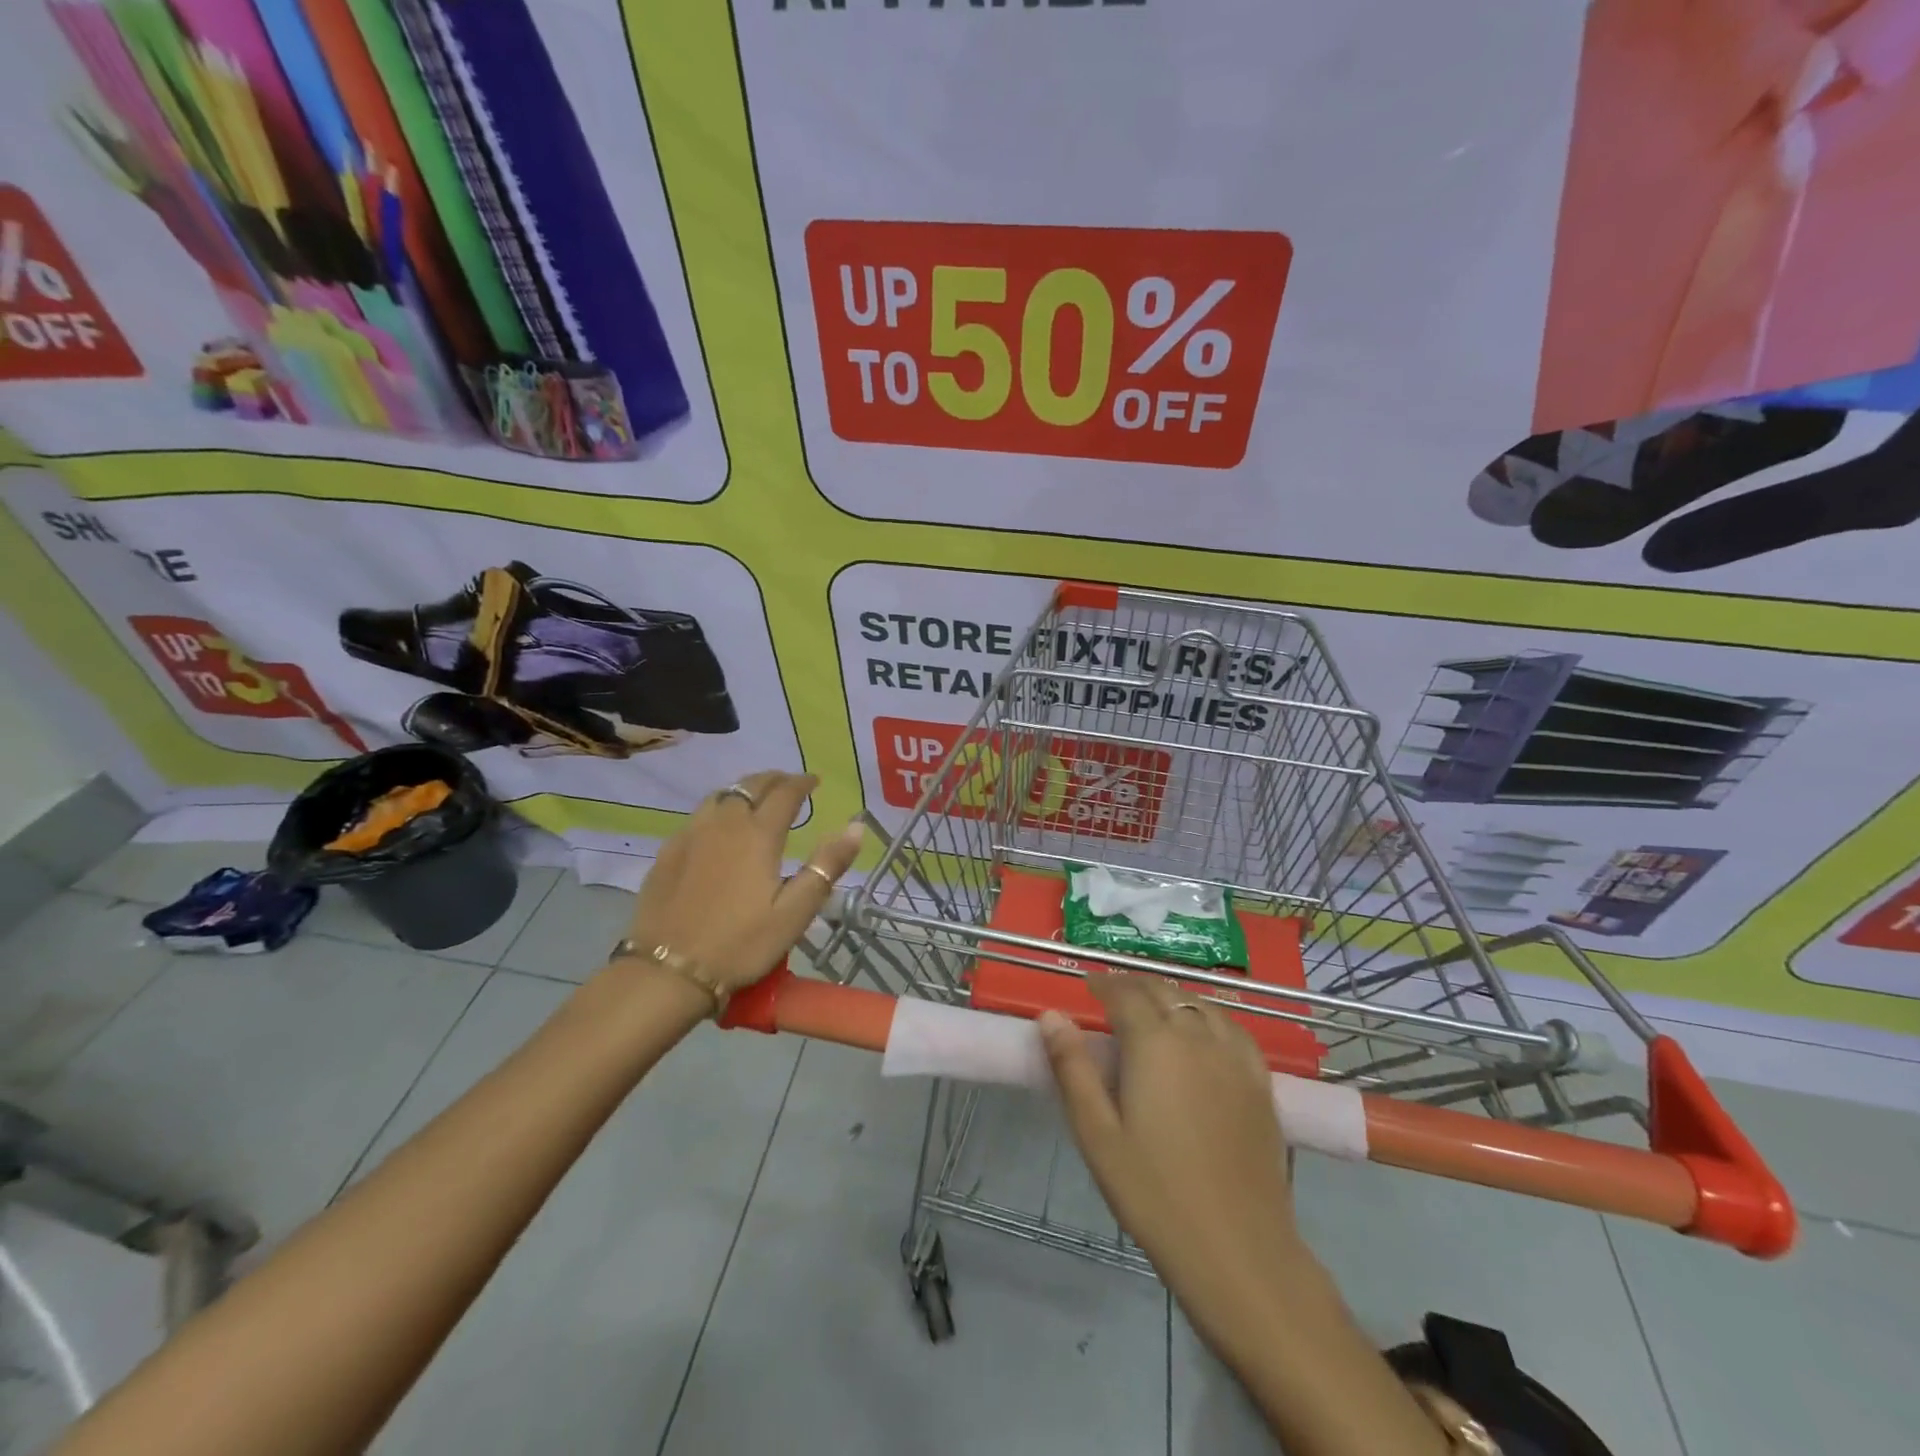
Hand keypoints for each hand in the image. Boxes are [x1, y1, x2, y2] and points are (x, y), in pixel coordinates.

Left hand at [627, 770, 865, 995]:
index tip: (815, 781)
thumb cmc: (740, 943)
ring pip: (720, 796)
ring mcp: (690, 835)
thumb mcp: (795, 912)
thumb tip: (856, 826)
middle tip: (789, 784)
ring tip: (756, 799)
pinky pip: (698, 816)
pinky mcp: (668, 852)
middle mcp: (724, 824)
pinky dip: (718, 810)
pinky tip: (718, 828)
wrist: (667, 971)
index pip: (785, 793)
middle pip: (750, 786)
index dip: (802, 783)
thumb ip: (827, 866)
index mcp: (758, 834)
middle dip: (774, 780)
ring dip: (743, 790)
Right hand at [1039, 974, 1302, 1333]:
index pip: (1125, 994)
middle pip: (1163, 991)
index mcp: (1154, 1043)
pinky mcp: (1260, 1081)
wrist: (1238, 1249)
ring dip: (1170, 996)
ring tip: (1151, 1008)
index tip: (1087, 987)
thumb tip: (1051, 1016)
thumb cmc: (1154, 1193)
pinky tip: (1203, 1032)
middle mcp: (1197, 1036)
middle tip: (1112, 994)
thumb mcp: (1097, 1134)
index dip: (1103, 984)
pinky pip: (1232, 1027)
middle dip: (1134, 985)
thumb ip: (1073, 1069)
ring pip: (1199, 1004)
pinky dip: (1208, 1016)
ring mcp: (1234, 1057)